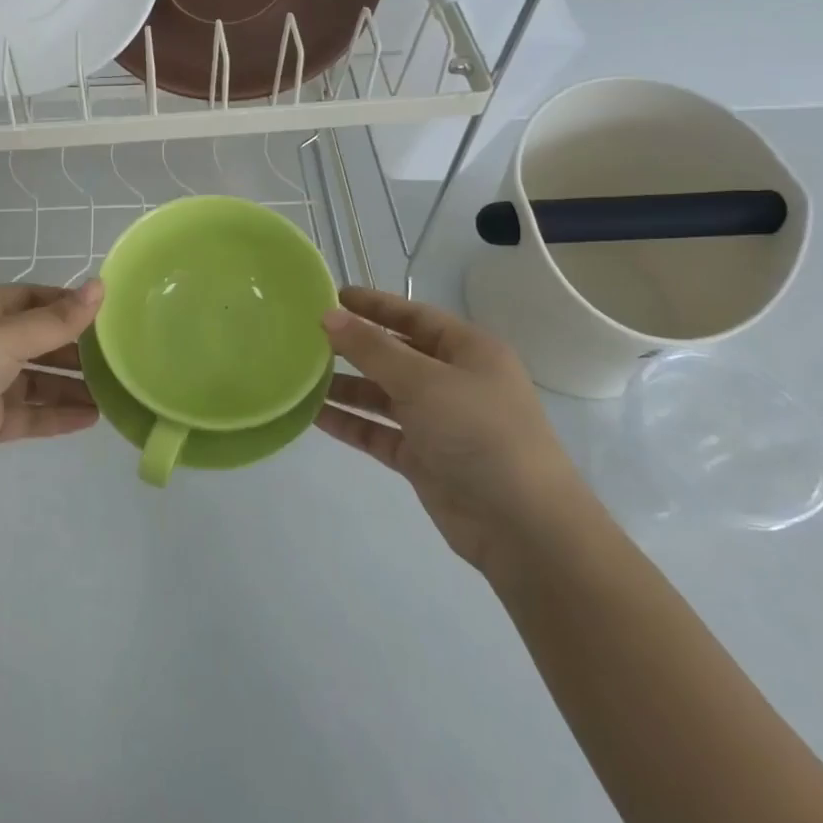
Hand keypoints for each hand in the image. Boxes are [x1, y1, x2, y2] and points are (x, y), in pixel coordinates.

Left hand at [0, 282, 102, 490]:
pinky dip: (57, 415)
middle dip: (78, 350)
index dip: (72, 307)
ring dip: (72, 386)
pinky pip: (29, 413)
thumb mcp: (5, 336)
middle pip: (41, 341)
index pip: (37, 300)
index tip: (112, 318)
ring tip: (115, 394)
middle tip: (122, 361)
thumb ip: (56, 320)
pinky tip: (90, 420)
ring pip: (38, 380)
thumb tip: (101, 287)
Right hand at [319, 287, 590, 573]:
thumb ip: (372, 348)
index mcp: (468, 351)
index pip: (414, 315)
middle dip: (353, 346)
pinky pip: (378, 431)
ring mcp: (438, 422)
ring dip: (345, 386)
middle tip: (304, 337)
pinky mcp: (423, 458)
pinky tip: (314, 415)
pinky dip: (350, 422)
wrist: (523, 527)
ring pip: (382, 395)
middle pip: (394, 354)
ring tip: (299, 376)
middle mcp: (453, 381)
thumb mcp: (424, 381)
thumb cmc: (479, 433)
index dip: (374, 305)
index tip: (331, 295)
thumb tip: (328, 316)